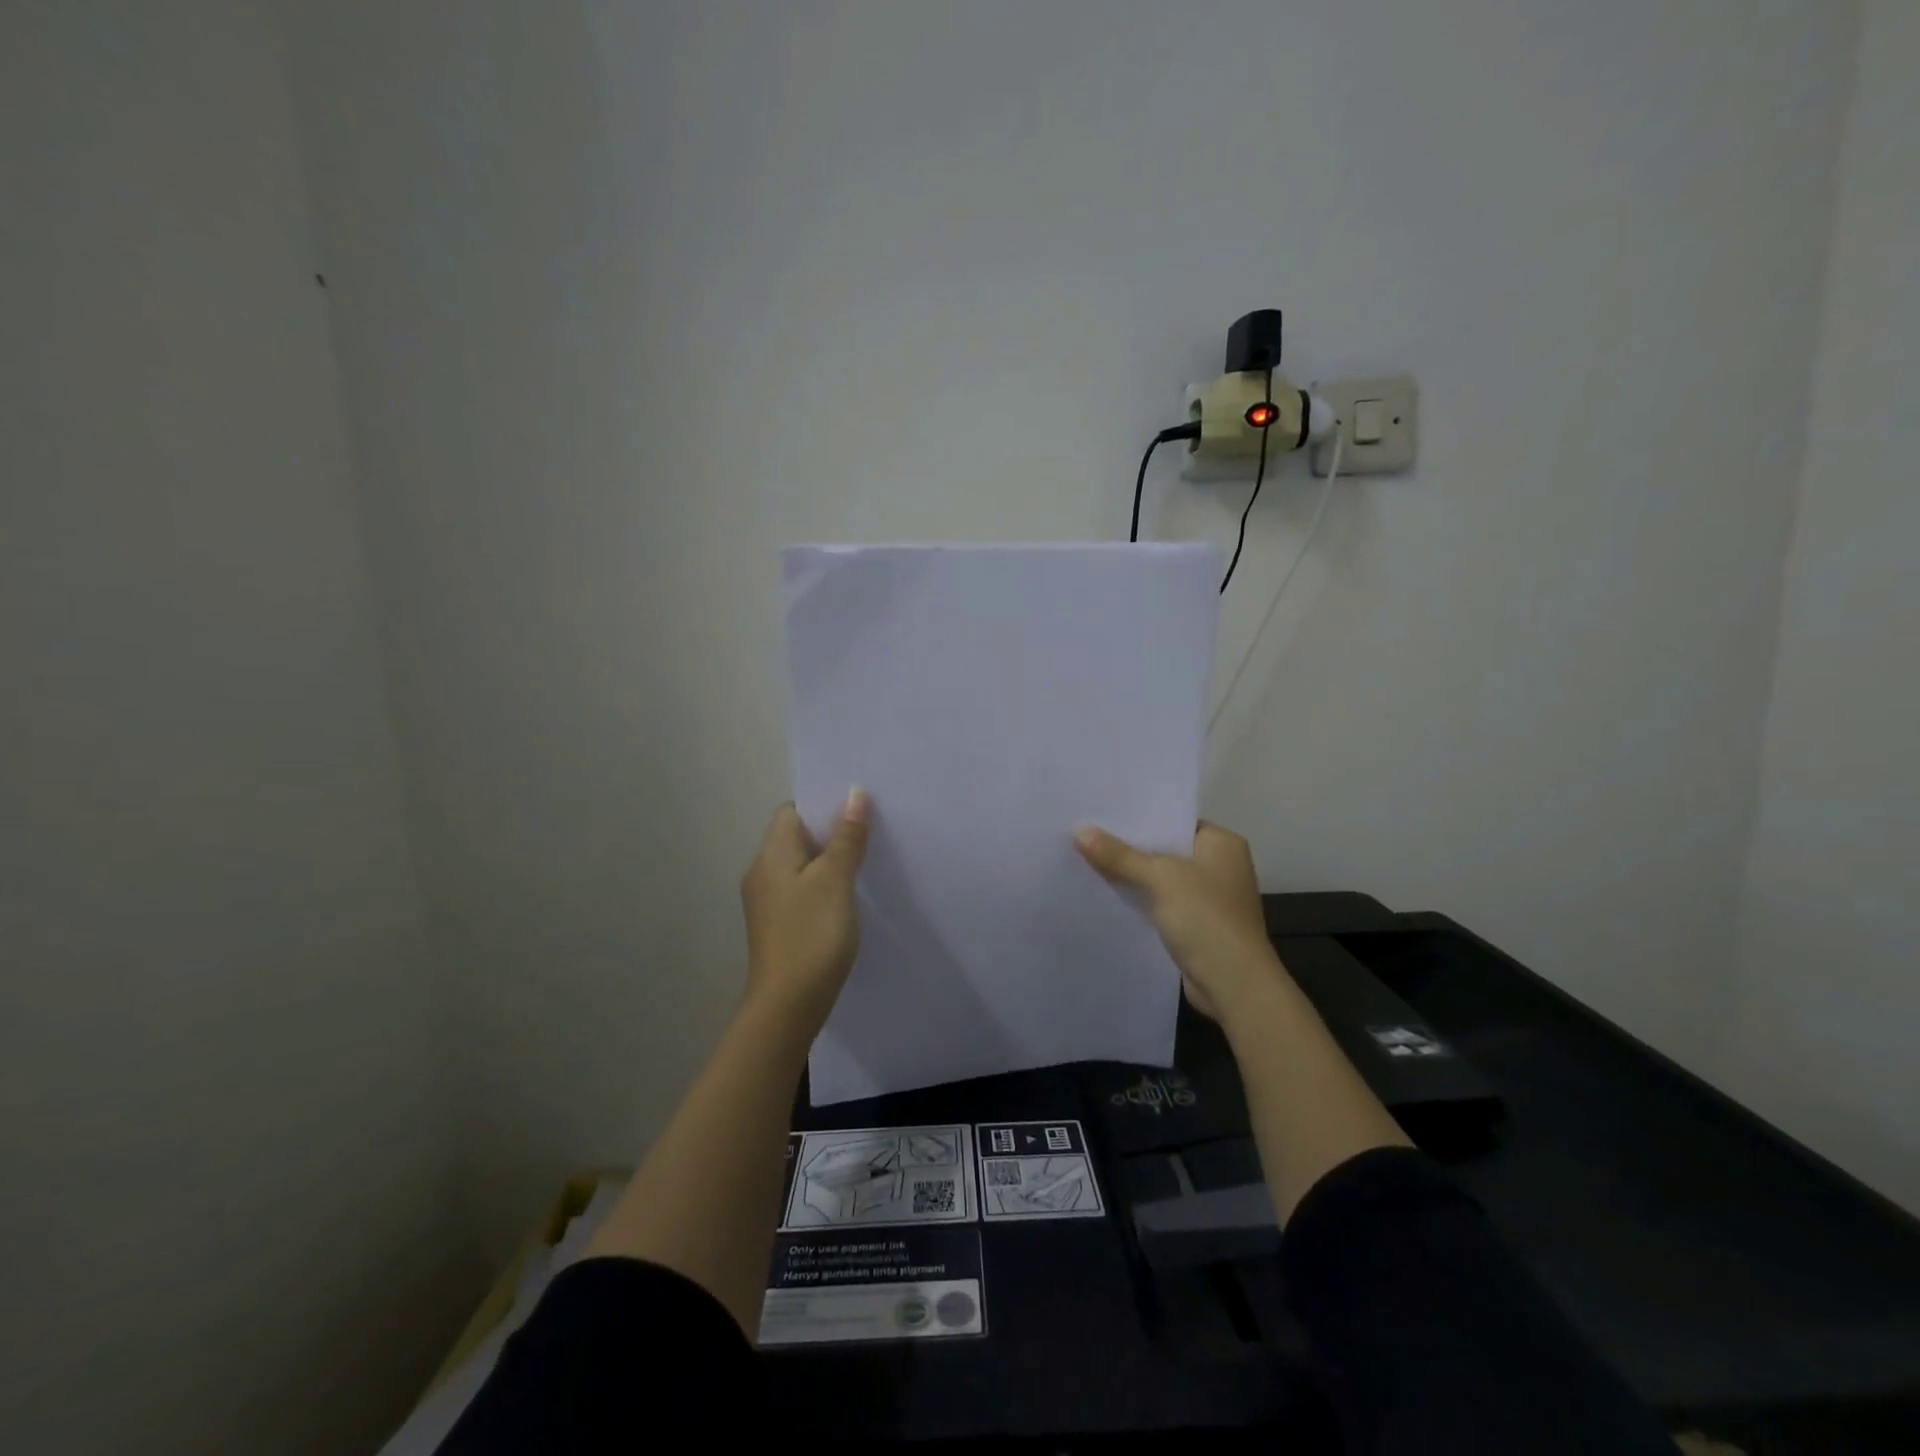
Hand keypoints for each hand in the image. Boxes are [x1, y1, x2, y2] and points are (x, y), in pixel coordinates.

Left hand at [740, 790, 870, 1032]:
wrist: (788, 1004)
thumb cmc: (811, 934)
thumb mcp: (835, 880)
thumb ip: (846, 837)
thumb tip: (854, 795)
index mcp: (771, 854)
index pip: (792, 811)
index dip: (822, 805)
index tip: (856, 808)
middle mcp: (763, 872)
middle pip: (797, 837)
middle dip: (831, 831)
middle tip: (870, 830)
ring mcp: (769, 902)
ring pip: (802, 866)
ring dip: (831, 860)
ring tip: (866, 859)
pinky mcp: (779, 926)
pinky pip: (803, 891)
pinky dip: (825, 886)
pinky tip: (849, 897)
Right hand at [1074, 821, 1282, 1023]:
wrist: (1234, 985)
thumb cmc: (1205, 918)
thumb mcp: (1160, 878)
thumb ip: (1120, 855)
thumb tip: (1080, 831)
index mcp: (1222, 843)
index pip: (1174, 820)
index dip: (1139, 817)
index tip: (1101, 812)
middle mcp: (1220, 866)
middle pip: (1166, 848)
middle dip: (1130, 847)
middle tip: (1086, 834)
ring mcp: (1210, 898)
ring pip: (1161, 878)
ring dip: (1132, 875)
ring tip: (1087, 860)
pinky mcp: (1198, 925)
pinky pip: (1161, 903)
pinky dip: (1140, 900)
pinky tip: (1107, 895)